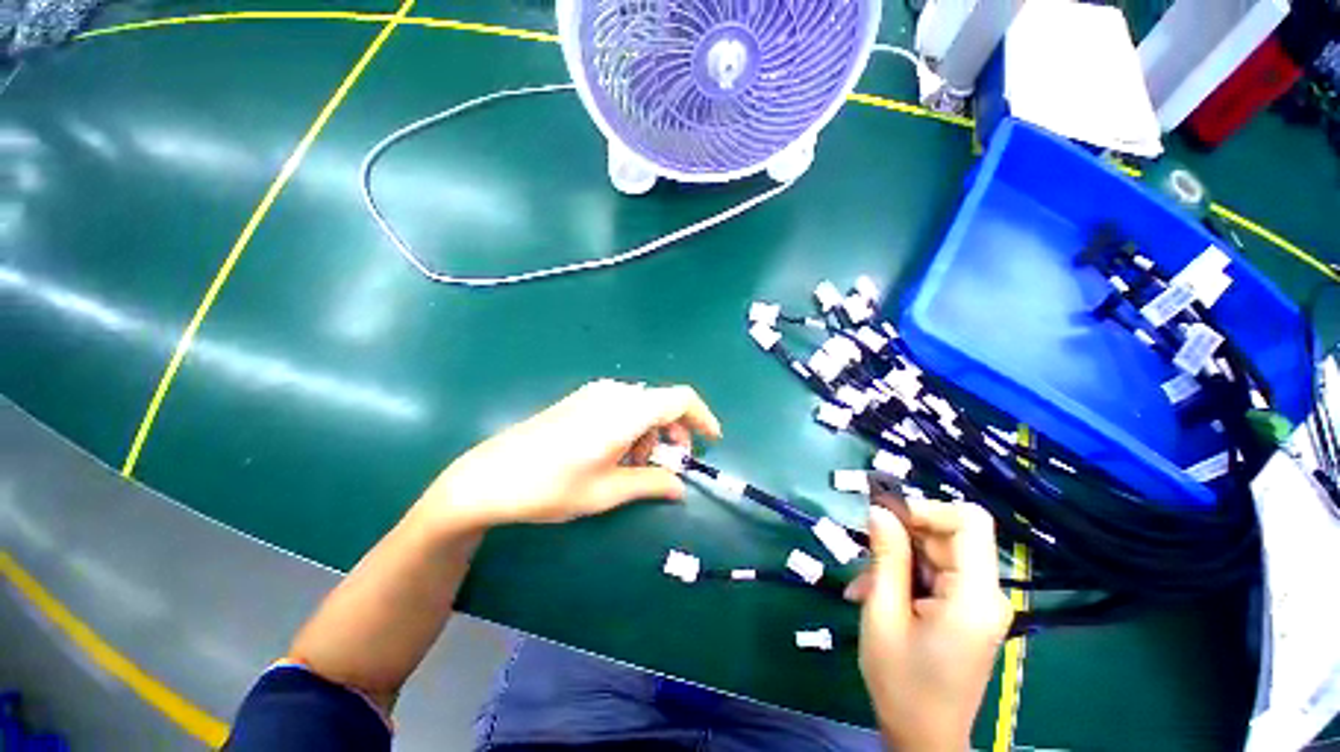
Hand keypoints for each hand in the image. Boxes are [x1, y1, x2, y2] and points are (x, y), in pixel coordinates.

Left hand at [419, 380, 721, 530]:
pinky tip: (615, 453)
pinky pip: (622, 406)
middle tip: (669, 466)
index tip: (710, 441)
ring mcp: (595, 393)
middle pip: (662, 403)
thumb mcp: (607, 491)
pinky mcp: (582, 399)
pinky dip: (632, 427)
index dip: (702, 417)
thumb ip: (651, 483)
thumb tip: (680, 486)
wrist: (491, 476)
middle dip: (674, 433)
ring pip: (642, 406)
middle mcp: (614, 393)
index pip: (680, 399)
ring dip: (651, 433)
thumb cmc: (552, 487)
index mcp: (625, 411)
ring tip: (635, 466)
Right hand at [847, 491, 1012, 751]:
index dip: (925, 509)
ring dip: (896, 557)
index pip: (968, 521)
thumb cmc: (902, 682)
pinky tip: (875, 592)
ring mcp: (978, 602)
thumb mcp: (883, 613)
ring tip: (863, 582)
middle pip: (948, 535)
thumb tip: (879, 510)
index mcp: (975, 596)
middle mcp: (987, 593)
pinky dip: (904, 574)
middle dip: (902, 536)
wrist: (923, 738)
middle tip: (863, 551)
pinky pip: (935, 573)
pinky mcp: (966, 610)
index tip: (884, 517)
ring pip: (936, 551)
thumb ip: (886, 557)